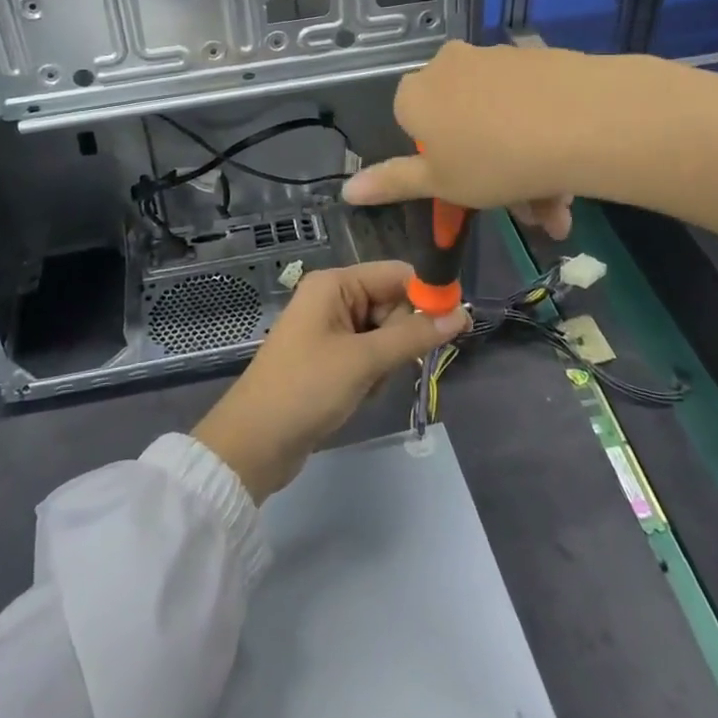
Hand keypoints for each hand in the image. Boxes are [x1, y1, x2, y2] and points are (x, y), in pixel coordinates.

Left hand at [192, 261, 469, 501]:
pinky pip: (369, 355)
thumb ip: (414, 336)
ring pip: (384, 334)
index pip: (396, 274)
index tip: (456, 325)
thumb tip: (462, 314)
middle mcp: (333, 298)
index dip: (427, 296)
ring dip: (386, 362)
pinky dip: (372, 375)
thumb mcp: (364, 361)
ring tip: (364, 385)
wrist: (255, 443)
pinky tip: (357, 395)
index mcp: (335, 284)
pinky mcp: (330, 358)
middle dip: (401, 338)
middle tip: (387, 367)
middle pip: (392, 304)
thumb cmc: (306, 389)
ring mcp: (330, 329)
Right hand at [341, 40, 599, 238]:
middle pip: (461, 123)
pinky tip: (571, 175)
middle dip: (490, 174)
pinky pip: (530, 103)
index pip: (413, 124)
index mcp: (416, 93)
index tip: (467, 186)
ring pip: (501, 118)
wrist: (581, 121)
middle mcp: (449, 65)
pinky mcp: (537, 57)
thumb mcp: (439, 183)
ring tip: (556, 209)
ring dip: (523, 166)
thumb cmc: (493, 161)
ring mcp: (495, 57)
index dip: (438, 159)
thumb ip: (392, 183)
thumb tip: (347, 190)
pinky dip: (543, 136)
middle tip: (525, 213)